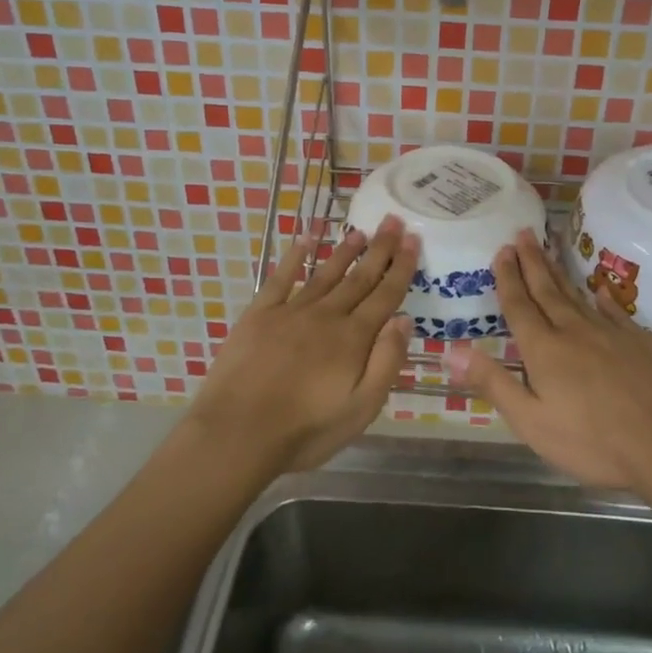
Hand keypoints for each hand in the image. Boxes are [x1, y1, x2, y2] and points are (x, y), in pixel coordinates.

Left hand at [187, 216, 418, 473]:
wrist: (238, 433)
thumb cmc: (306, 430)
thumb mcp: (362, 408)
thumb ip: (386, 362)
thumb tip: (404, 319)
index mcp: (353, 338)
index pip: (385, 295)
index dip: (401, 267)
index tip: (413, 239)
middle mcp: (326, 316)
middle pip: (359, 278)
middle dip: (379, 249)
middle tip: (393, 220)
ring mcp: (290, 311)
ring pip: (325, 273)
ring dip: (344, 251)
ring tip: (360, 231)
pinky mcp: (259, 315)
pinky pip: (281, 278)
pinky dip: (294, 257)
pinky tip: (305, 239)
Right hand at [446, 230, 651, 491]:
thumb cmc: (593, 442)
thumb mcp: (531, 422)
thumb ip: (493, 383)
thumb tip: (451, 349)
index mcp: (545, 350)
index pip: (520, 305)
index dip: (508, 278)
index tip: (502, 250)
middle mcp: (576, 331)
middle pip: (548, 290)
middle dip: (532, 262)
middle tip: (522, 233)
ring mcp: (614, 333)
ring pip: (579, 296)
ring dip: (560, 273)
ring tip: (549, 251)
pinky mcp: (644, 342)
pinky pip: (616, 312)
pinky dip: (602, 298)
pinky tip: (599, 291)